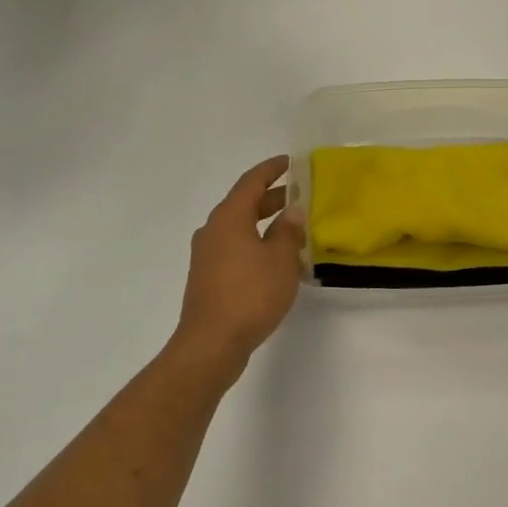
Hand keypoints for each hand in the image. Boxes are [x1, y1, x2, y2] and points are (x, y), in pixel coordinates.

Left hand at [172, 156, 305, 382]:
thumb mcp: (280, 260)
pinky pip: (235, 248)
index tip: (291, 162)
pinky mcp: (208, 277)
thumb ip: (288, 232)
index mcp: (229, 218)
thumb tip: (292, 211)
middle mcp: (213, 230)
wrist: (211, 344)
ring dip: (264, 223)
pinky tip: (275, 259)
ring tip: (293, 229)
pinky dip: (255, 243)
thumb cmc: (250, 294)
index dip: (272, 169)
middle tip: (300, 196)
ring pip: (239, 227)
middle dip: (272, 198)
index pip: (251, 181)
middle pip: (244, 203)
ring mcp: (207, 255)